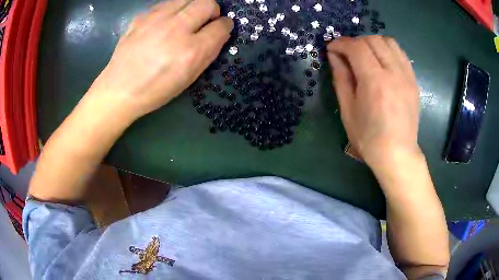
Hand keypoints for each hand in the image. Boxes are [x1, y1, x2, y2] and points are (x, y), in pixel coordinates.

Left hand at [89, 0, 232, 120]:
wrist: (119, 89)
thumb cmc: (156, 89)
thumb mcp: (188, 78)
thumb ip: (208, 53)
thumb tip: (219, 32)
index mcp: (191, 51)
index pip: (221, 26)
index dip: (225, 25)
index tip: (221, 27)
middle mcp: (176, 29)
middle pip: (207, 3)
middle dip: (212, 10)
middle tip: (205, 21)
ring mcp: (156, 19)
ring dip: (192, 7)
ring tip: (184, 20)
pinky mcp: (142, 16)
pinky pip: (166, 3)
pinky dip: (172, 10)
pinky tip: (164, 23)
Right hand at [327, 36, 420, 168]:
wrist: (398, 154)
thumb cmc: (369, 138)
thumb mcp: (348, 110)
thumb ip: (341, 78)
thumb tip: (334, 56)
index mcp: (375, 82)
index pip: (356, 47)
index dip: (341, 43)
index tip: (332, 48)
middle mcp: (394, 72)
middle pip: (372, 40)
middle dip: (355, 41)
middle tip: (347, 54)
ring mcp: (407, 75)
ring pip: (388, 42)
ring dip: (372, 42)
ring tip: (365, 55)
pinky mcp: (413, 80)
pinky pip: (400, 53)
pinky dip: (387, 50)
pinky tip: (381, 61)